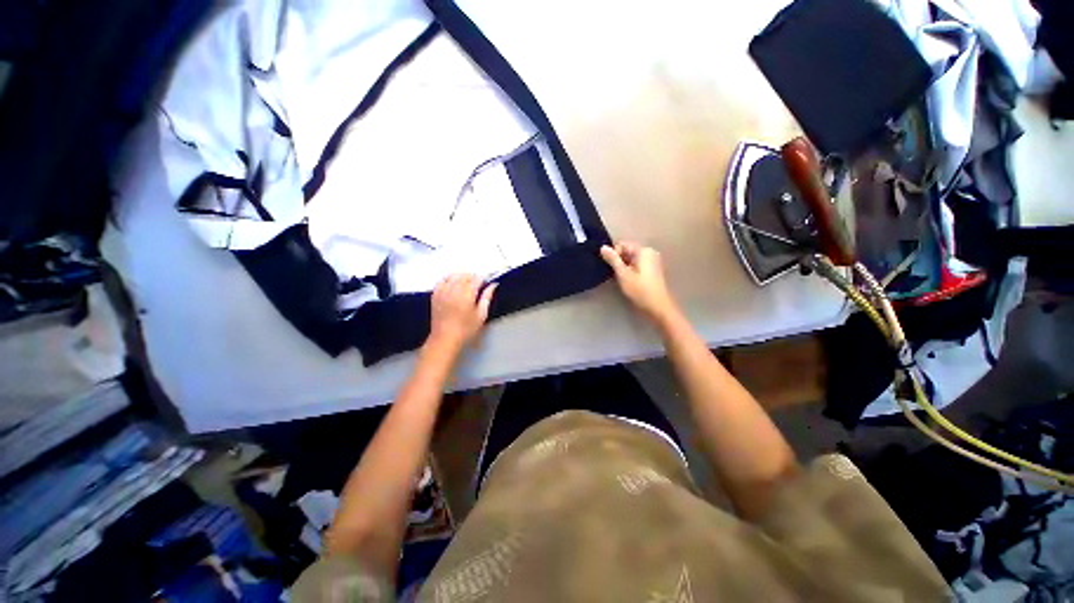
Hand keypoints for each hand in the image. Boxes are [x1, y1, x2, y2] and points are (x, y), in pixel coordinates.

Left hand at [426, 274, 496, 353]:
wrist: (445, 339)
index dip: (483, 278)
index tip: (486, 282)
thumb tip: (493, 285)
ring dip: (461, 276)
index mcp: (467, 295)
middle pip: (465, 275)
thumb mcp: (481, 315)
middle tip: (478, 284)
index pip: (476, 279)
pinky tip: (453, 283)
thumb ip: (487, 298)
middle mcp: (454, 290)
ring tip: (467, 283)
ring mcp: (443, 292)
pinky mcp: (435, 295)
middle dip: (473, 277)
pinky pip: (442, 280)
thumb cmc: (466, 330)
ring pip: (453, 276)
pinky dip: (448, 279)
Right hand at [600, 242, 678, 322]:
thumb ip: (613, 259)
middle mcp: (650, 252)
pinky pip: (637, 264)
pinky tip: (628, 281)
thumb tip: (602, 247)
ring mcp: (653, 261)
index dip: (614, 254)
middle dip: (619, 261)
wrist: (658, 307)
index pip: (623, 244)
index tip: (611, 268)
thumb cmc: (640, 290)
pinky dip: (631, 270)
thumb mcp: (623, 274)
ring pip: (632, 259)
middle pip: (628, 251)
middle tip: (615, 274)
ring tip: (621, 279)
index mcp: (643, 250)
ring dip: (624, 266)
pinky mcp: (653, 270)